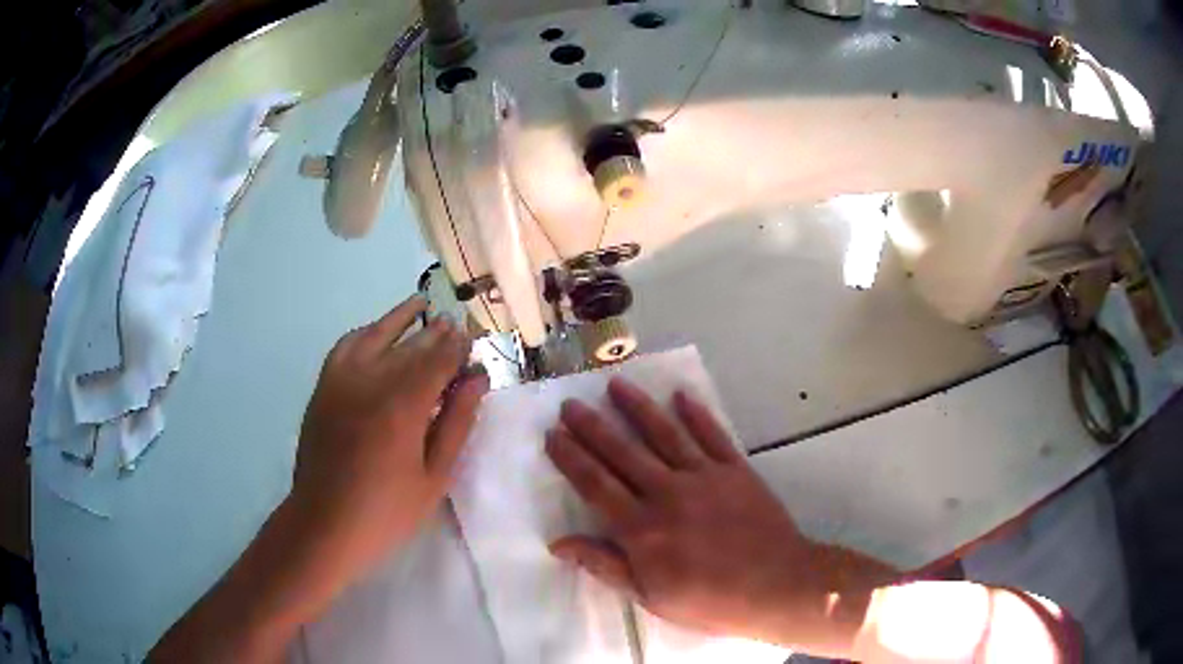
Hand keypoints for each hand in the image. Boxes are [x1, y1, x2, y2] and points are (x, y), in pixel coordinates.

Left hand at [150, 297, 489, 663]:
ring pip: (375, 335)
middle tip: (455, 324)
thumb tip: (477, 378)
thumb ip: (456, 422)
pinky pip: (345, 346)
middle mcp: (370, 381)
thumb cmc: (386, 511)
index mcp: (402, 406)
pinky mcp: (323, 387)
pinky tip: (376, 333)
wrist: (324, 524)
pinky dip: (365, 333)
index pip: (437, 359)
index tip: (473, 338)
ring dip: (400, 319)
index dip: (458, 346)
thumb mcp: (434, 477)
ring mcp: (340, 380)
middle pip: (410, 344)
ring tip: (420, 306)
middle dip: (436, 332)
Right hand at [546, 378, 895, 652]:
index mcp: (642, 528)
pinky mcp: (736, 470)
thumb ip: (605, 566)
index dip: (571, 458)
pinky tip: (682, 396)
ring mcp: (704, 477)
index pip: (596, 484)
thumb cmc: (711, 601)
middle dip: (592, 427)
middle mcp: (668, 493)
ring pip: (664, 434)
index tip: (553, 435)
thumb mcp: (650, 597)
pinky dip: (697, 414)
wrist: (778, 586)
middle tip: (571, 404)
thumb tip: (559, 544)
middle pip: (622, 453)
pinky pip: (712, 436)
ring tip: (616, 385)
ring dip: (638, 408)